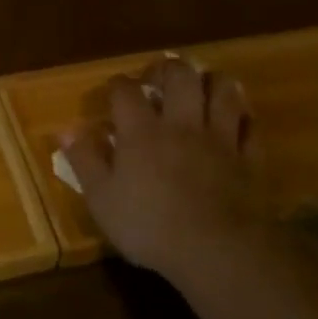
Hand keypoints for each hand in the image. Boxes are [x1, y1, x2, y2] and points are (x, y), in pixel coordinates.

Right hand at [62, 56, 270, 288]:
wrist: (215, 249)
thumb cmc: (149, 226)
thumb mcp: (101, 199)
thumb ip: (84, 160)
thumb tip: (66, 129)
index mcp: (141, 132)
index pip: (126, 91)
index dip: (118, 84)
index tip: (114, 91)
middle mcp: (181, 124)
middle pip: (180, 75)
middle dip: (168, 69)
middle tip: (160, 79)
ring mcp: (219, 138)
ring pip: (223, 91)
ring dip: (212, 83)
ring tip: (203, 88)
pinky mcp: (248, 158)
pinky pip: (250, 127)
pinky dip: (243, 119)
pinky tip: (237, 122)